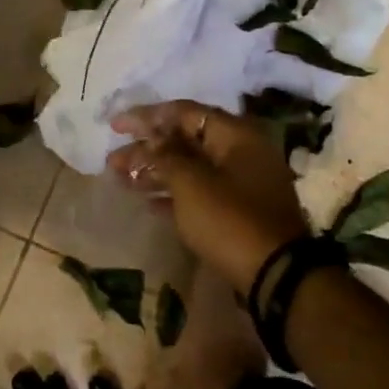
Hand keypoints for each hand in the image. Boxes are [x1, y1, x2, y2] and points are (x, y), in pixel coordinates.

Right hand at [107, 101, 309, 295]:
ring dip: (155, 171)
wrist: (275, 276)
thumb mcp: (190, 183)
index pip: (183, 112)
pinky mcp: (238, 210)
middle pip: (184, 140)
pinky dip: (172, 193)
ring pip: (189, 167)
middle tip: (113, 160)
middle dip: (146, 149)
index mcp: (235, 135)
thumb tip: (149, 139)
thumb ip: (164, 155)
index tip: (116, 125)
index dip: (146, 116)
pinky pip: (199, 191)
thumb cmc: (229, 219)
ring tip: (121, 180)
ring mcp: (241, 183)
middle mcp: (241, 152)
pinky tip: (146, 202)